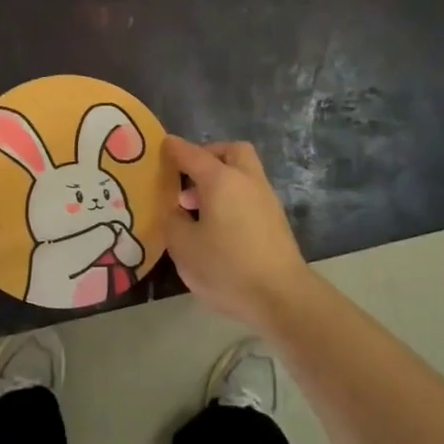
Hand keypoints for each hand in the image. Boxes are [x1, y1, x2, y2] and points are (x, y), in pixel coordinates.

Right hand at [162, 136, 311, 330]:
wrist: (282, 296)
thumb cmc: (227, 267)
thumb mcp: (184, 246)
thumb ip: (173, 220)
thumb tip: (175, 210)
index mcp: (221, 180)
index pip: (192, 154)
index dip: (174, 149)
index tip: (162, 146)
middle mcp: (246, 180)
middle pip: (230, 152)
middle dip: (208, 155)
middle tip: (188, 175)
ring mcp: (265, 198)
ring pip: (243, 173)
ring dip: (220, 179)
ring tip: (196, 207)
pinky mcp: (275, 219)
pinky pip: (249, 193)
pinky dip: (232, 196)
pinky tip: (217, 224)